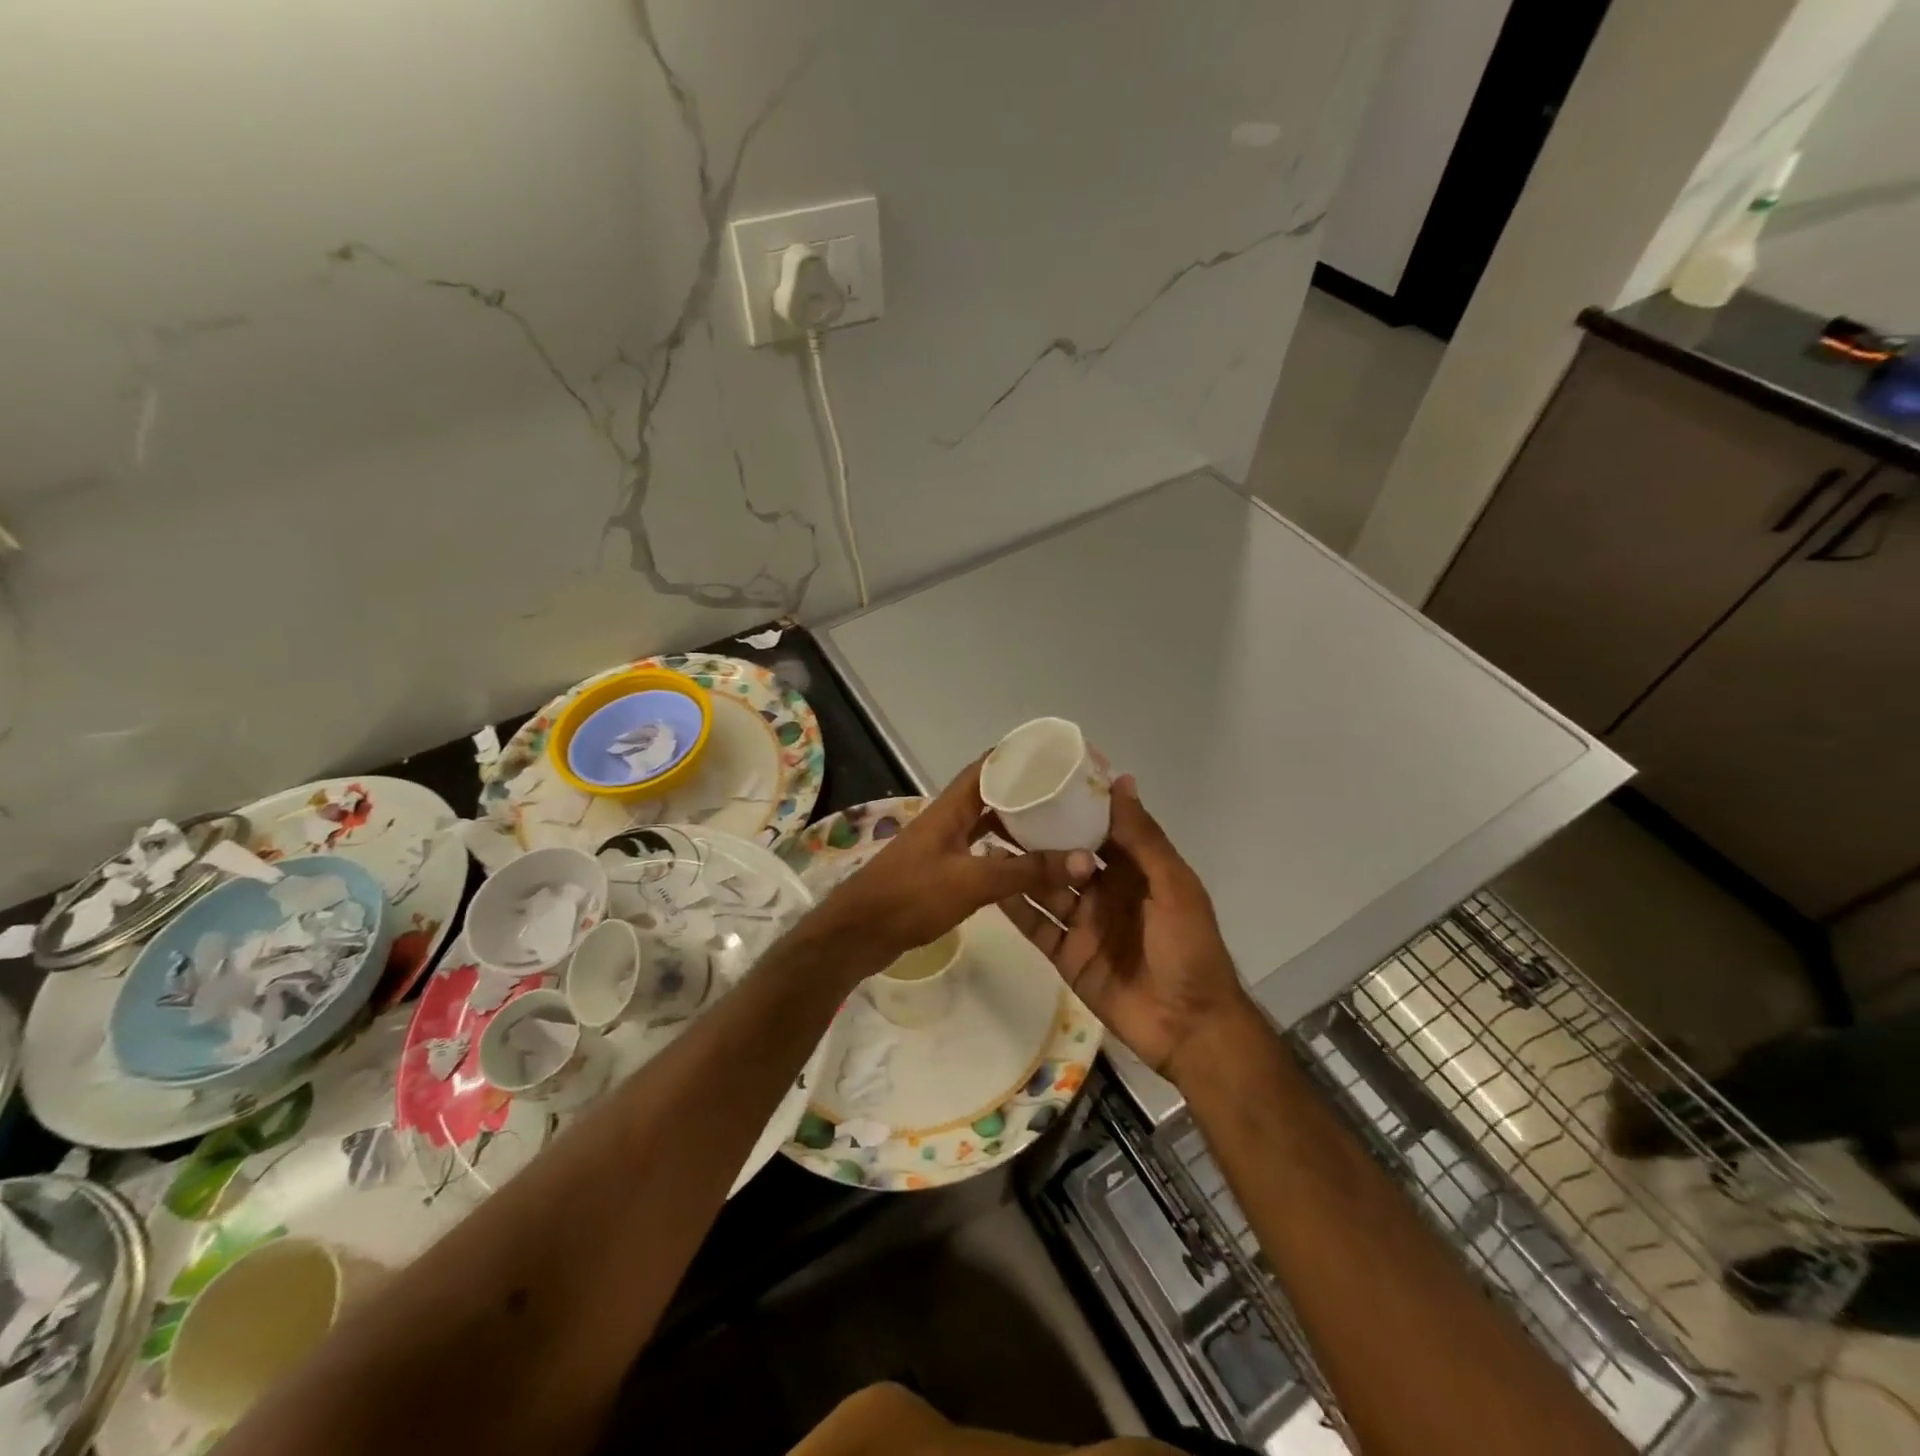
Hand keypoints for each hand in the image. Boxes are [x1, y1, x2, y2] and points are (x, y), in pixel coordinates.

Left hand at [817, 759, 1088, 976]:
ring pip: (985, 824)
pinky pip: (979, 851)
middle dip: (1026, 793)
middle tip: (1067, 797)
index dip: (1019, 757)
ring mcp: (942, 845)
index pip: (988, 767)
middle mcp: (947, 819)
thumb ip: (1026, 871)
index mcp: (951, 808)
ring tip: (1055, 828)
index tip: (1057, 758)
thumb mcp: (973, 882)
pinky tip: (1024, 864)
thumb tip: (1084, 859)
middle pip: (991, 794)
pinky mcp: (940, 871)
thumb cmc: (911, 897)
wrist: (858, 934)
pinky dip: (1003, 853)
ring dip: (1016, 824)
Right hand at [1002, 775, 1254, 1083]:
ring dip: (1021, 868)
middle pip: (1066, 857)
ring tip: (985, 841)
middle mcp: (1106, 891)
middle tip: (999, 810)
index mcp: (1135, 870)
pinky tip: (990, 885)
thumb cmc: (1188, 949)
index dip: (1073, 806)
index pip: (1099, 829)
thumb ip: (1143, 838)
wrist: (1188, 1028)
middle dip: (1038, 836)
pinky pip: (1037, 926)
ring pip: (1046, 888)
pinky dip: (1015, 907)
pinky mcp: (1066, 955)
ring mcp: (1084, 924)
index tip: (1041, 779)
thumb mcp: (1173, 887)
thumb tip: (1120, 780)